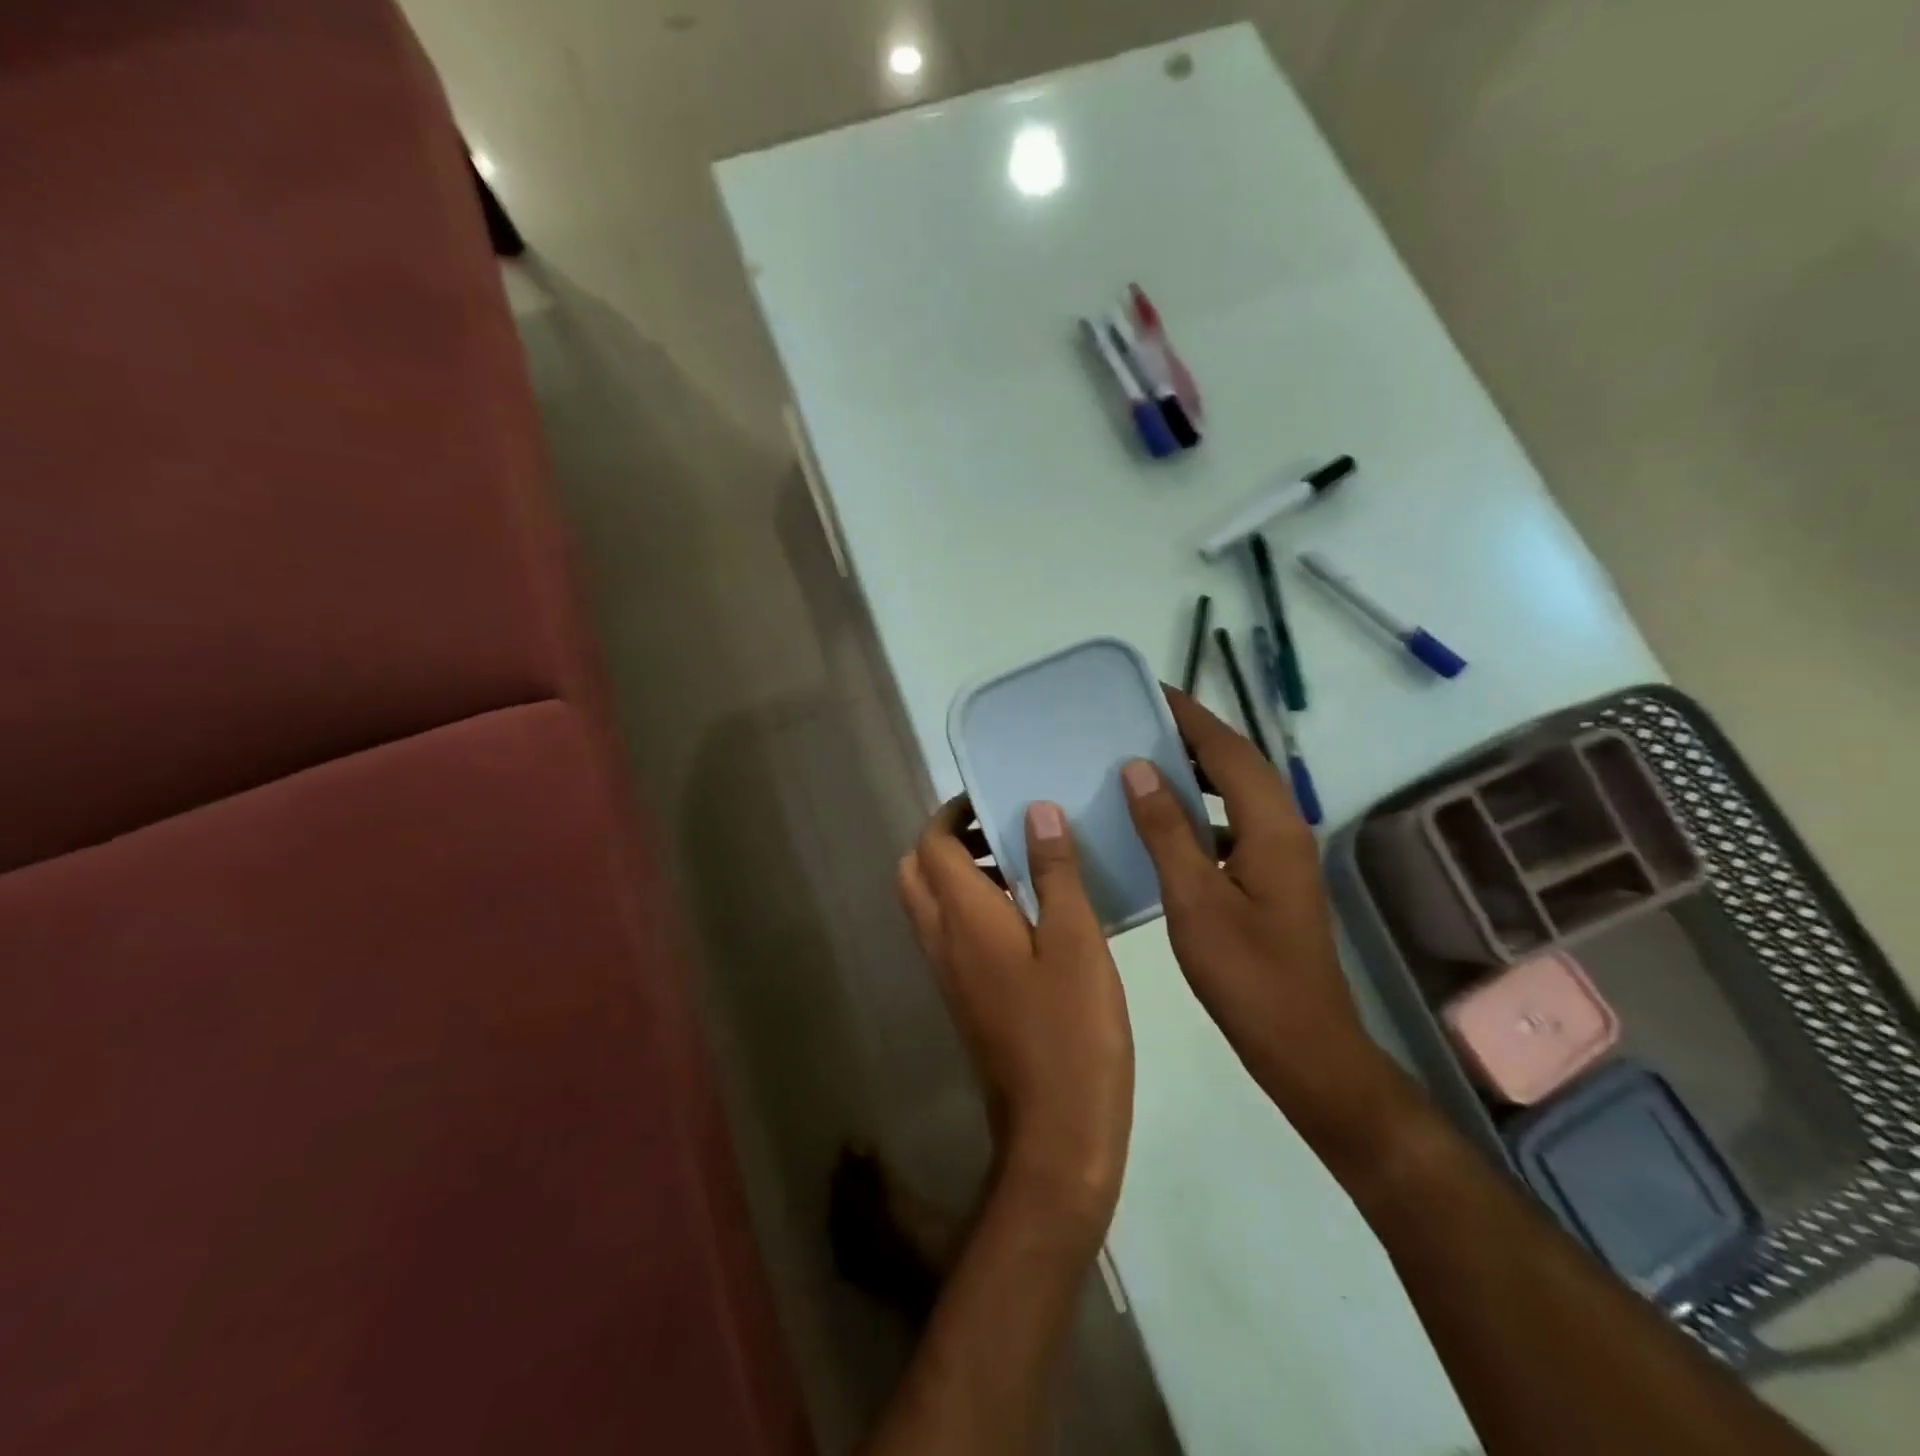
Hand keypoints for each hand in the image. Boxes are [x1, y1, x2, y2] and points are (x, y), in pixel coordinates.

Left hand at [898, 798, 1133, 1237]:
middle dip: (949, 840)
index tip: (993, 798)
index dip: (954, 813)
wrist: (1054, 1132)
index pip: (931, 844)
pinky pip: (949, 933)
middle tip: (1003, 831)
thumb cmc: (1071, 1029)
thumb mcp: (1076, 940)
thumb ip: (1055, 872)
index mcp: (962, 916)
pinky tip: (1028, 915)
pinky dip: (971, 906)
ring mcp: (947, 972)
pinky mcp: (963, 997)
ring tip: (1023, 865)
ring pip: (930, 902)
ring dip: (959, 872)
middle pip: (917, 870)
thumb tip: (1036, 811)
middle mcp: (941, 938)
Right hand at [1120, 689, 1399, 1157]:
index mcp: (1271, 826)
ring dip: (1198, 771)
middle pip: (1238, 763)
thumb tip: (1139, 768)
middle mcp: (1284, 829)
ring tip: (1146, 760)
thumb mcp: (1194, 899)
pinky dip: (1201, 810)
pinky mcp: (1273, 878)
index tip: (1149, 690)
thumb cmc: (1246, 974)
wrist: (1304, 1045)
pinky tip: (1164, 823)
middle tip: (1139, 721)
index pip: (1228, 750)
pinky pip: (1234, 823)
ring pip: (1238, 793)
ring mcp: (1282, 855)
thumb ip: (1167, 830)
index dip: (1190, 716)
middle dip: (1193, 735)